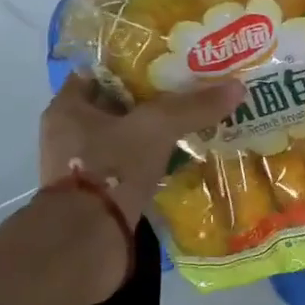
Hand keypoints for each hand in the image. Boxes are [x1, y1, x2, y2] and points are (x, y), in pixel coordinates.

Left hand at [40, 74, 243, 224]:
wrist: (88, 239)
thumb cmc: (111, 168)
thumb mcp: (156, 128)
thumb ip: (194, 107)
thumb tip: (237, 87)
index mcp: (67, 108)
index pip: (101, 72)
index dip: (134, 65)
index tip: (168, 64)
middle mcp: (69, 134)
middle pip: (117, 106)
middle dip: (152, 101)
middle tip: (190, 93)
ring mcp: (83, 167)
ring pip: (125, 139)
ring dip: (154, 135)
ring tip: (194, 126)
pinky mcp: (98, 195)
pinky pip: (131, 168)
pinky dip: (153, 163)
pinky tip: (182, 160)